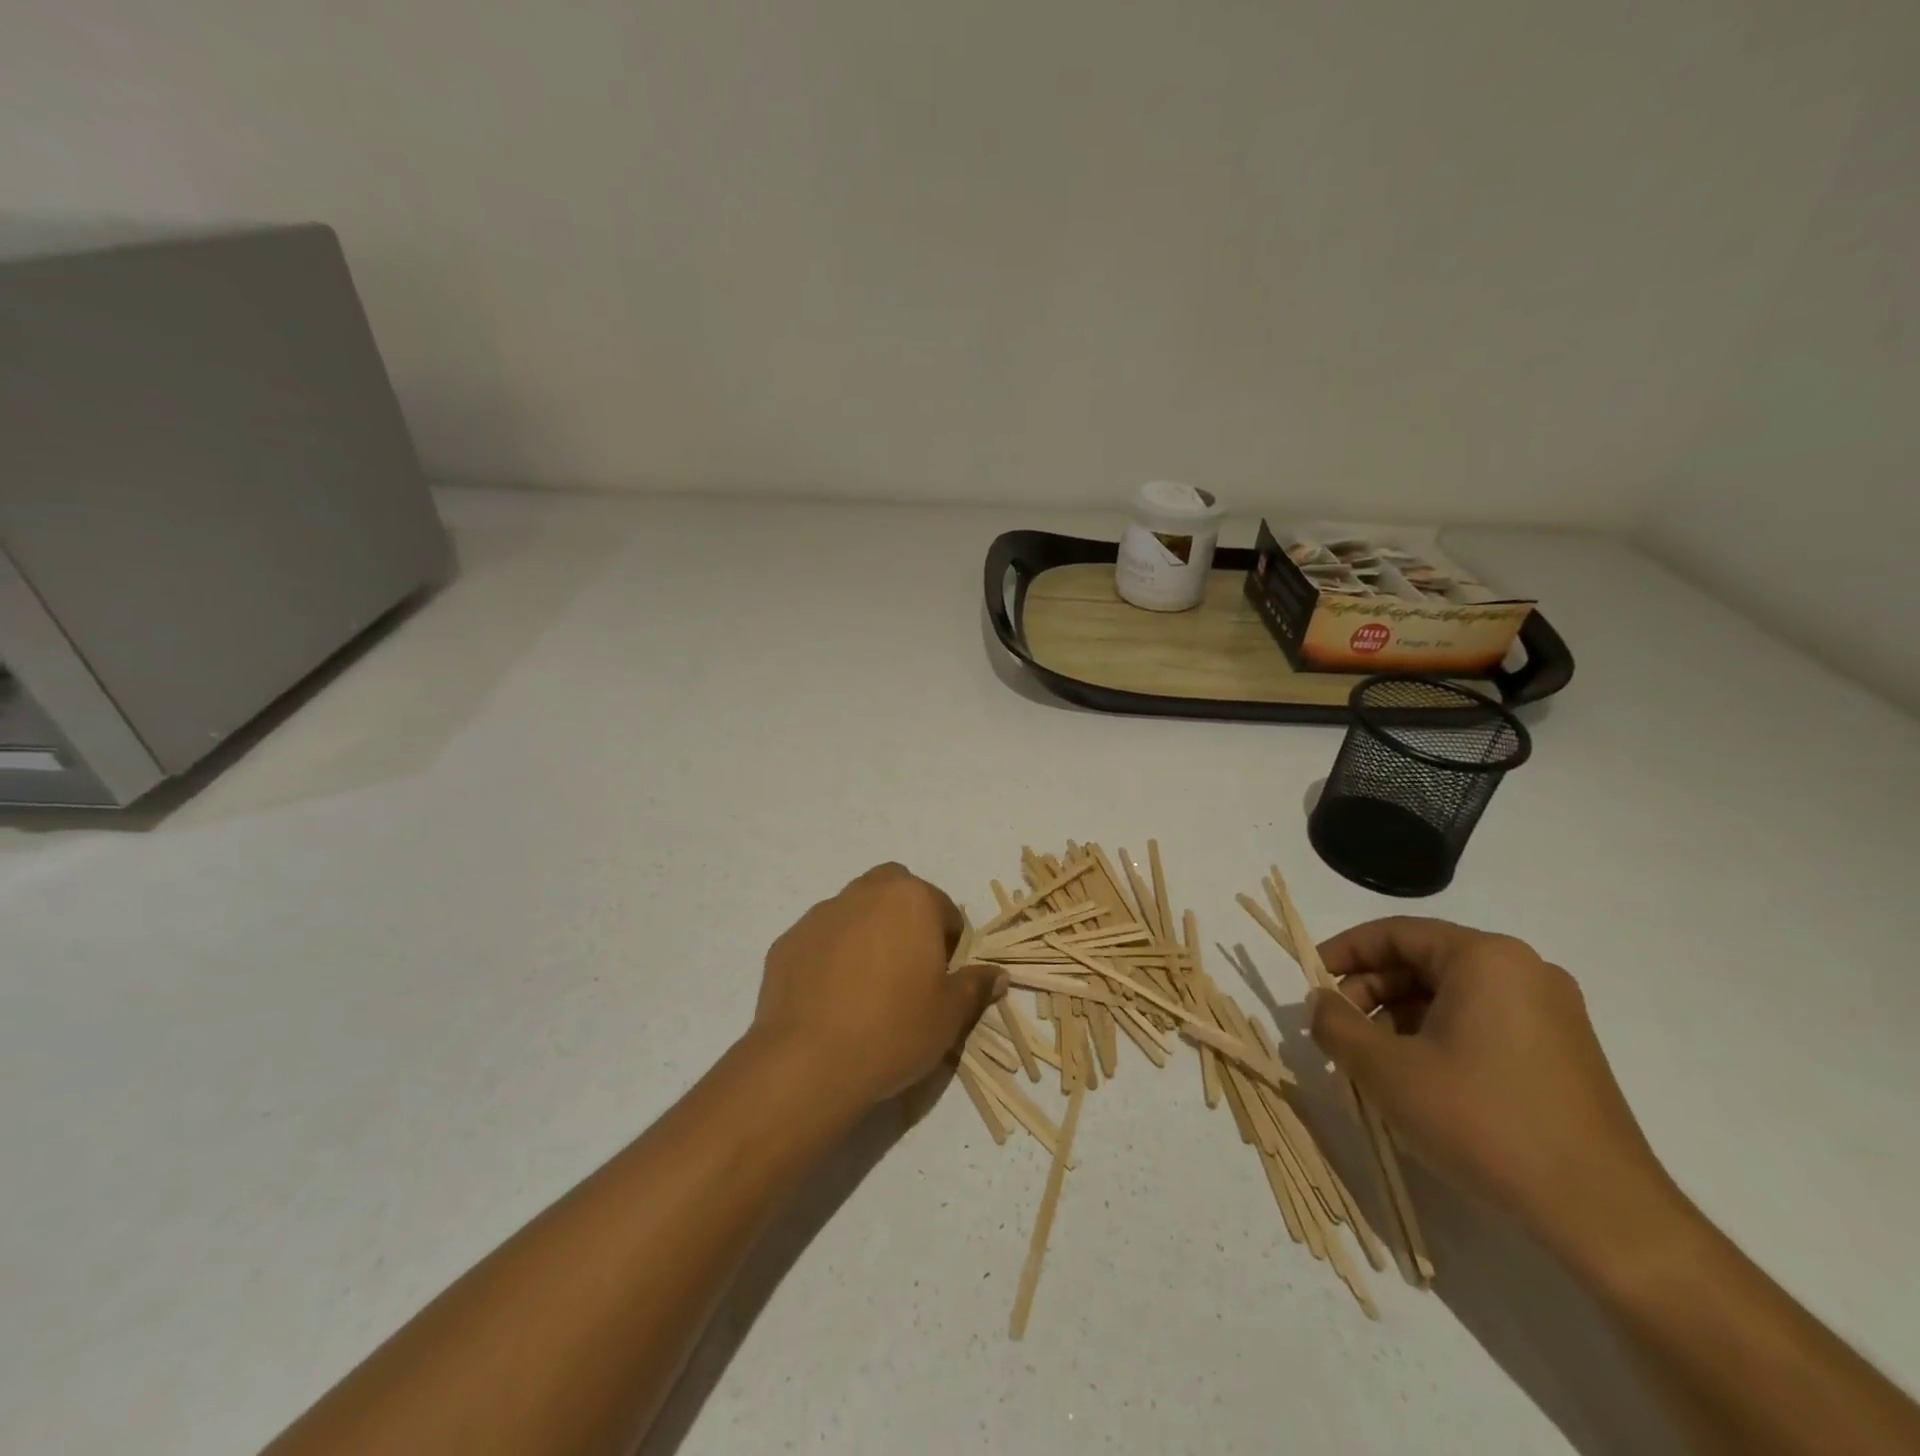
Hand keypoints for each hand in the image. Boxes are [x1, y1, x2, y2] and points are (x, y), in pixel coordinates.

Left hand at [752, 863, 1005, 1107]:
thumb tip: (997, 975)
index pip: (944, 908)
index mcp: (910, 899)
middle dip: (906, 917)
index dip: (950, 943)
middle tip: (908, 967)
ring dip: (866, 932)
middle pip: (894, 890)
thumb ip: (975, 986)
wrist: (808, 1062)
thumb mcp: (949, 1014)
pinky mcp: (788, 941)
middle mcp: (864, 893)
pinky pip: (820, 939)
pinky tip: (831, 997)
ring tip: (866, 985)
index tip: (943, 978)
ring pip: (854, 910)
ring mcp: (821, 915)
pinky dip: (831, 955)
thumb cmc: (893, 1030)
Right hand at [1310, 917, 1676, 1257]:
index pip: (1394, 934)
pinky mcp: (1563, 1051)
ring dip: (1400, 1017)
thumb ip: (1336, 1025)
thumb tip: (1320, 1003)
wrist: (1604, 1215)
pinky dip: (1438, 1036)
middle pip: (1423, 961)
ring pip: (1450, 994)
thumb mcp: (1386, 1070)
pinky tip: (1418, 1078)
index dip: (1343, 953)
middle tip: (1338, 1029)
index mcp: (1485, 958)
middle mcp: (1523, 970)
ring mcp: (1551, 1011)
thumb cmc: (1483, 1121)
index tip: (1309, 982)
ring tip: (1372, 1060)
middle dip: (1370, 992)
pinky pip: (1482, 1021)